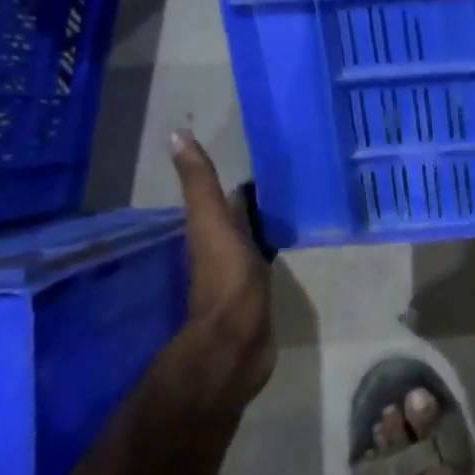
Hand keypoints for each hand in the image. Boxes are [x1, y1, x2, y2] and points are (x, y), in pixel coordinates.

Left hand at [162, 129, 276, 416]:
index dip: (241, 181)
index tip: (267, 159)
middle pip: (241, 218)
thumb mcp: (210, 222)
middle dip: (258, 201)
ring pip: (255, 239)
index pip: (224, 198)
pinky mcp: (261, 293)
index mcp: (210, 231)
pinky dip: (278, 247)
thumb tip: (176, 134)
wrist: (237, 340)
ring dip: (269, 223)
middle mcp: (222, 249)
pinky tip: (295, 242)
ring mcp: (242, 274)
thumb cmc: (225, 276)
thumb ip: (199, 183)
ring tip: (298, 204)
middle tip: (291, 178)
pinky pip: (270, 261)